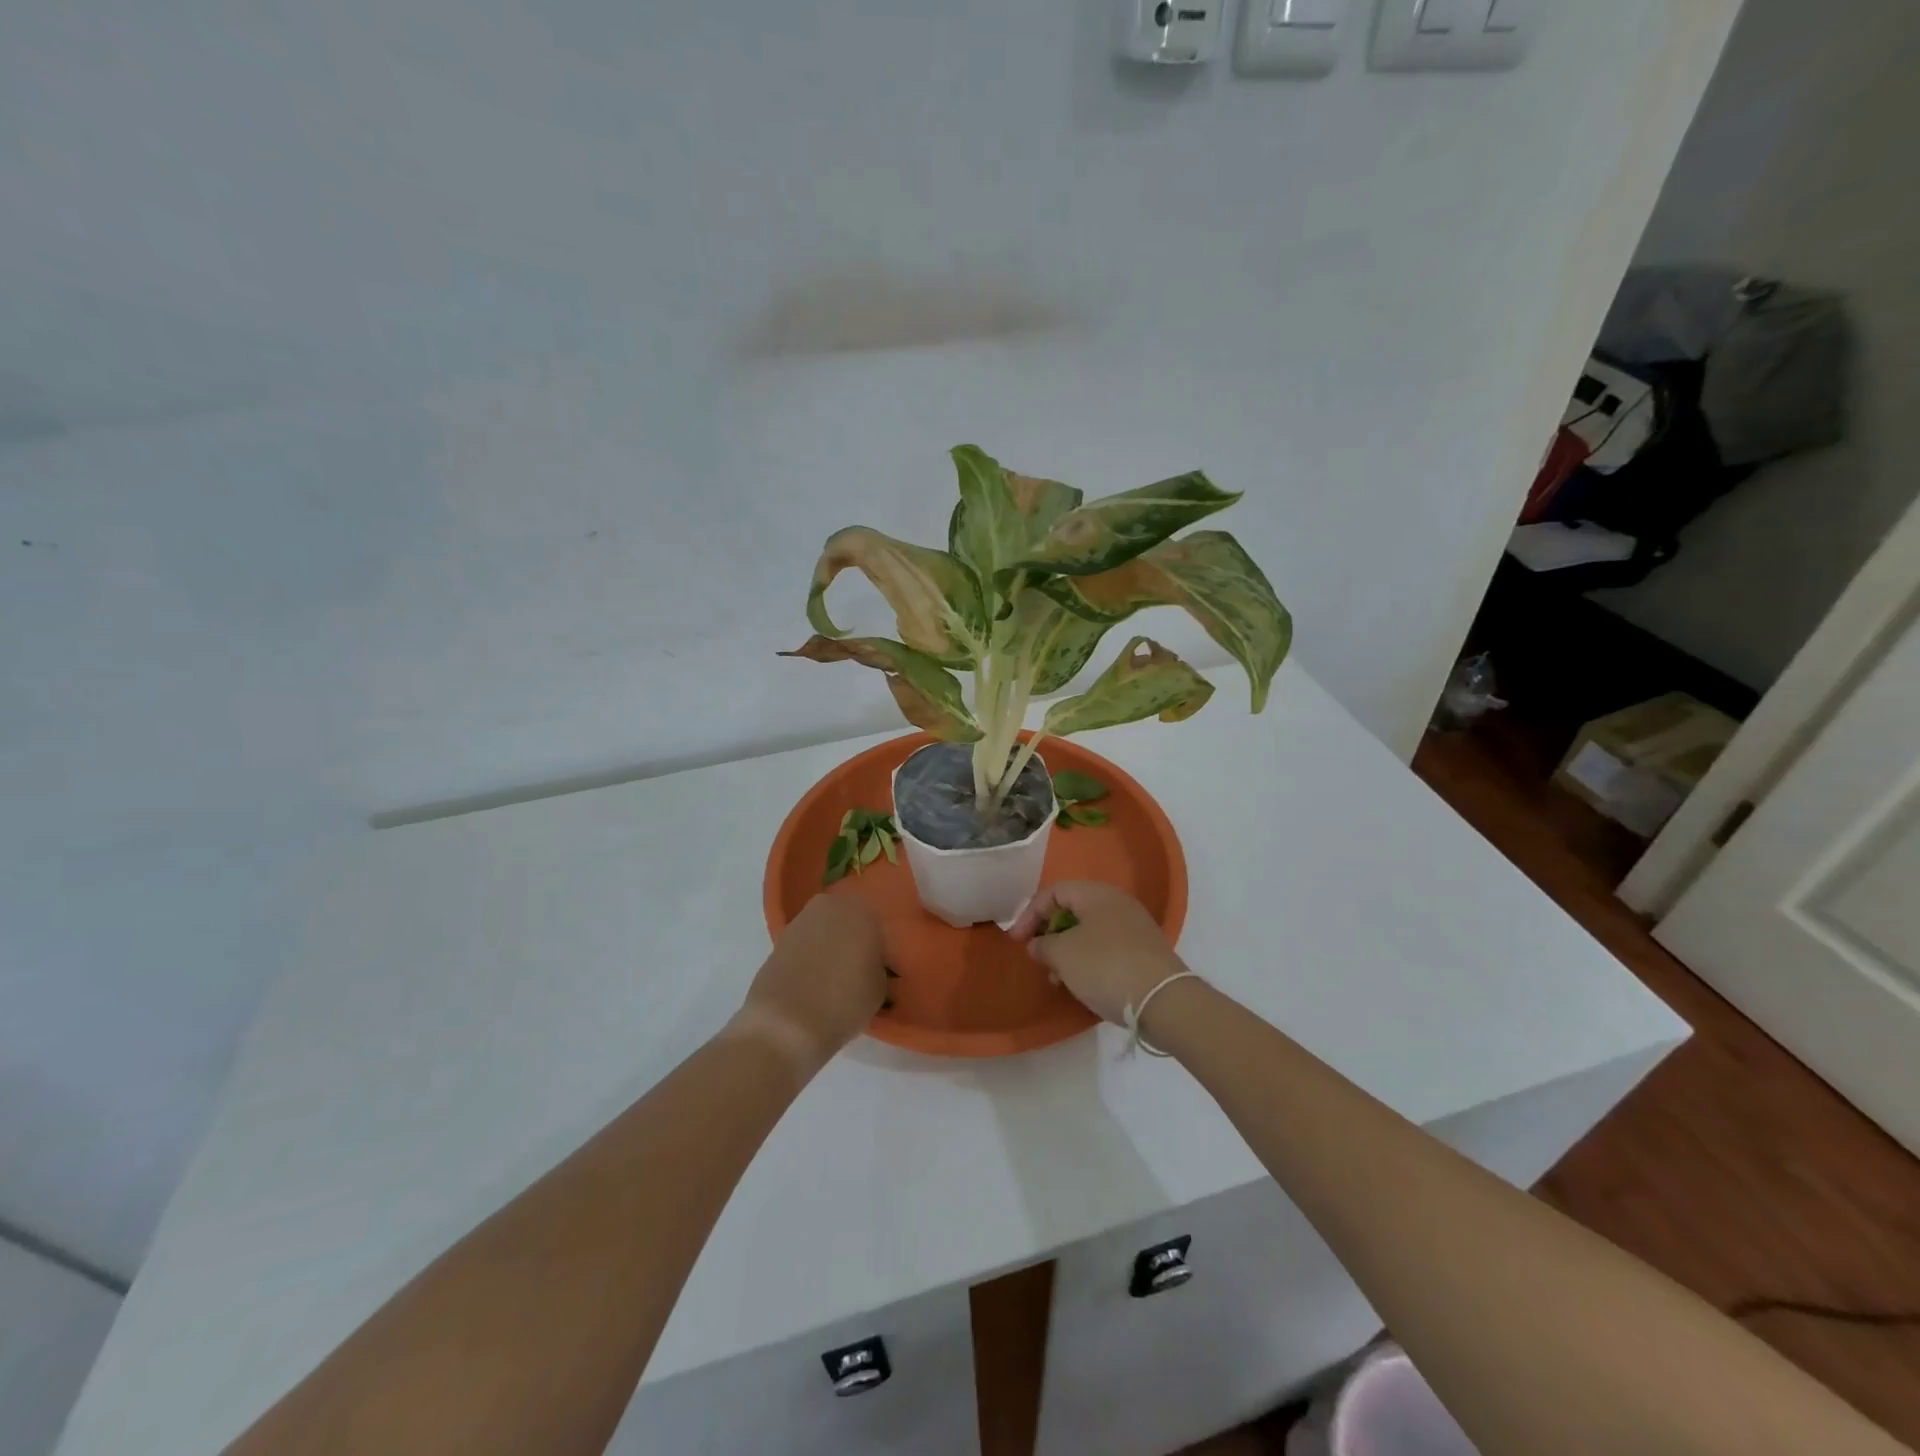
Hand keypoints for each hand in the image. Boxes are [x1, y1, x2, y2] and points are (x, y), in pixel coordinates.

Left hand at [735, 894, 887, 1071]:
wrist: (786, 1023)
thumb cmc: (845, 1000)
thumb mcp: (880, 989)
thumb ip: (879, 969)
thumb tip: (871, 967)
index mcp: (861, 910)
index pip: (877, 927)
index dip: (878, 951)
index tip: (879, 972)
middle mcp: (830, 906)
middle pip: (847, 923)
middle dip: (852, 943)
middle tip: (857, 974)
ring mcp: (799, 921)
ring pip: (823, 933)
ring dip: (829, 950)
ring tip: (833, 983)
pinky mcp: (776, 942)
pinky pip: (803, 948)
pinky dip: (809, 961)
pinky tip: (812, 985)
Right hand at [1008, 882, 1188, 1026]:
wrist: (1163, 1000)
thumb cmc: (1105, 967)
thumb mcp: (1063, 955)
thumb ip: (1043, 944)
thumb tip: (1038, 944)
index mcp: (1096, 893)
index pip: (1053, 892)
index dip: (1029, 914)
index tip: (1017, 941)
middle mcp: (1117, 902)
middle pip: (1072, 910)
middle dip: (1049, 933)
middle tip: (1038, 957)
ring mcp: (1134, 926)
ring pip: (1089, 931)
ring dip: (1067, 950)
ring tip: (1058, 978)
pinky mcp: (1144, 950)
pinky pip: (1105, 947)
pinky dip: (1087, 960)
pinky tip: (1082, 983)